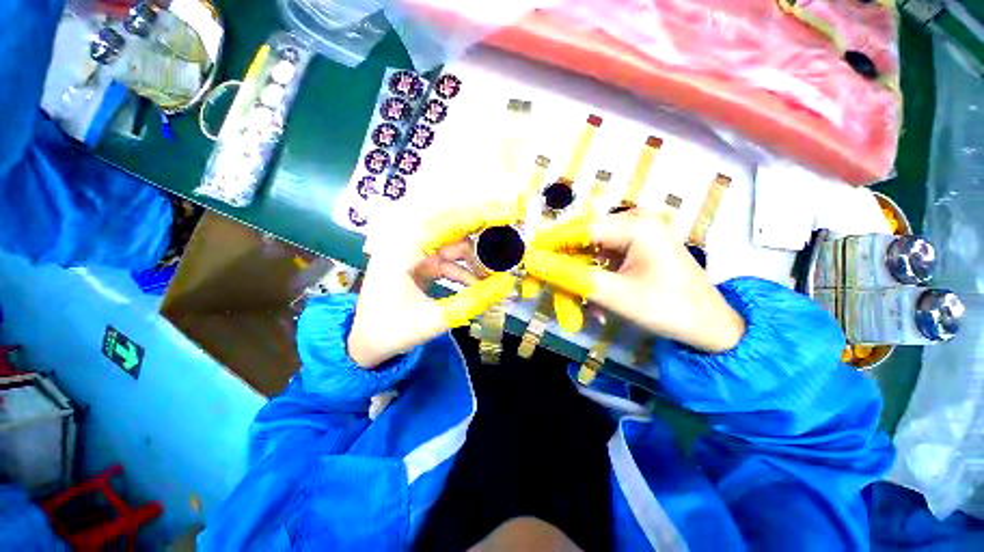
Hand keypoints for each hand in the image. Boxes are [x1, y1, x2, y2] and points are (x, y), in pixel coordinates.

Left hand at [348, 202, 519, 367]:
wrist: (366, 344)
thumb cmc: (393, 332)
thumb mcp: (435, 319)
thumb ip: (473, 301)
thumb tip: (507, 285)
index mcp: (402, 251)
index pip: (445, 222)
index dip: (476, 216)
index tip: (505, 213)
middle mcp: (406, 244)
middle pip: (450, 230)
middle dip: (480, 237)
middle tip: (508, 244)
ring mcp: (412, 254)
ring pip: (451, 247)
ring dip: (474, 259)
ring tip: (497, 272)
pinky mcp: (418, 264)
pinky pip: (447, 261)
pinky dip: (464, 271)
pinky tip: (479, 284)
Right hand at [525, 210, 744, 352]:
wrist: (713, 331)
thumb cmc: (670, 310)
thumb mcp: (614, 295)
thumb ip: (569, 276)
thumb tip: (531, 262)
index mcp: (633, 225)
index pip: (575, 231)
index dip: (546, 248)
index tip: (525, 268)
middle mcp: (630, 224)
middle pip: (578, 246)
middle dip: (562, 277)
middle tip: (543, 298)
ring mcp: (631, 239)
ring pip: (585, 260)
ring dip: (576, 288)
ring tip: (576, 317)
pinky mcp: (631, 253)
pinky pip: (599, 267)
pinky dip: (591, 288)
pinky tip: (597, 311)